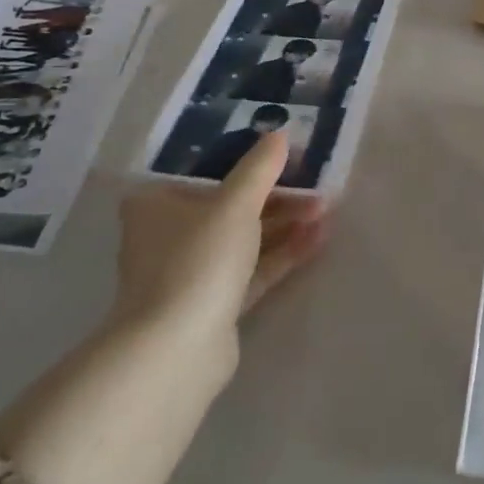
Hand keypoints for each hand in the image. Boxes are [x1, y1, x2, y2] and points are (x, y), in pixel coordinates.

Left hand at [113, 134, 325, 350]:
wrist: (176, 350)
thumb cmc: (197, 259)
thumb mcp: (234, 204)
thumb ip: (260, 168)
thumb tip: (280, 133)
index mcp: (156, 202)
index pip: (208, 171)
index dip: (249, 160)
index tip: (287, 154)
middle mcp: (168, 234)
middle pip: (230, 204)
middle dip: (276, 195)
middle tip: (316, 185)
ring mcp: (192, 271)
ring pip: (245, 237)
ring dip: (285, 223)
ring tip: (327, 210)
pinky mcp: (214, 302)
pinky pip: (253, 268)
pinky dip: (282, 252)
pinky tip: (319, 238)